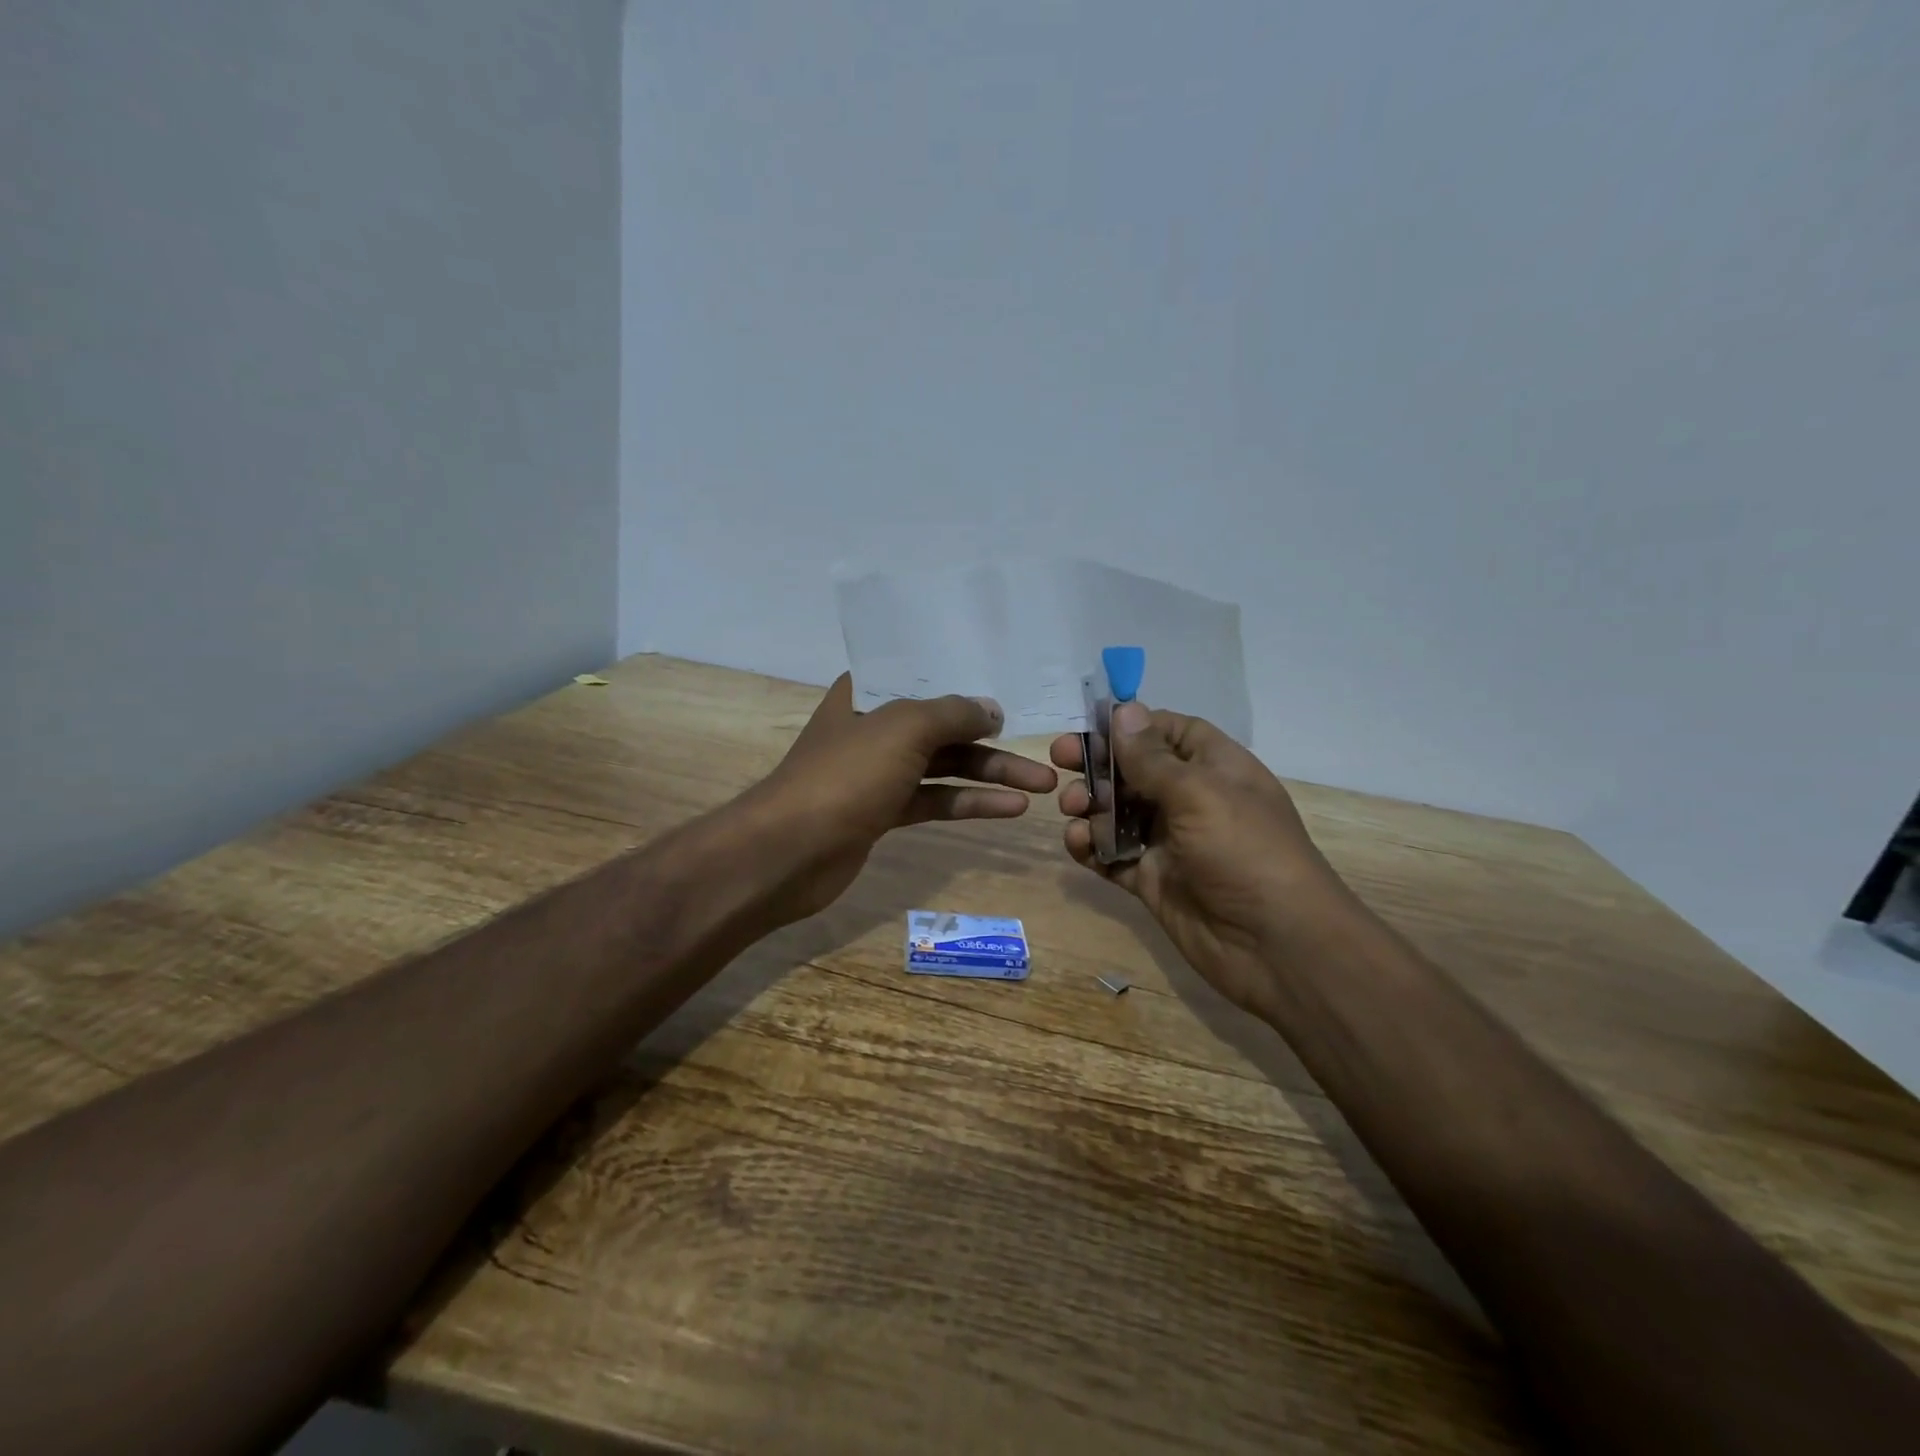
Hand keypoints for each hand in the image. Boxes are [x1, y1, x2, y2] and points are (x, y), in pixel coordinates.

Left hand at [745, 675, 1057, 925]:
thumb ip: (953, 713)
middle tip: (1046, 755)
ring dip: (991, 775)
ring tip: (1044, 786)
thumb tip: (992, 709)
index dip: (969, 680)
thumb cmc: (845, 775)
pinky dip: (969, 803)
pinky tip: (1010, 808)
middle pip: (944, 726)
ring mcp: (878, 772)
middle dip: (994, 740)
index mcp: (868, 693)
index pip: (925, 676)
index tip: (1013, 686)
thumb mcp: (903, 729)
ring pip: (944, 766)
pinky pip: (935, 799)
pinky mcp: (883, 812)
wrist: (790, 851)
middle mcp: (874, 727)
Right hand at [1052, 703, 1360, 1014]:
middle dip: (1098, 764)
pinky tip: (1077, 843)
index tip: (1090, 725)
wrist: (1275, 946)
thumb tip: (1123, 709)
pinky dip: (1091, 847)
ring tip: (1071, 808)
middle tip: (1061, 761)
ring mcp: (1170, 842)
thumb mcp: (1198, 794)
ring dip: (1089, 805)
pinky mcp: (1152, 879)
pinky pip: (1112, 855)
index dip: (1132, 725)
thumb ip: (1152, 757)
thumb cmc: (1244, 852)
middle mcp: (1191, 800)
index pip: (1169, 732)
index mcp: (1215, 768)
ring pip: (1118, 812)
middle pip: (1135, 770)